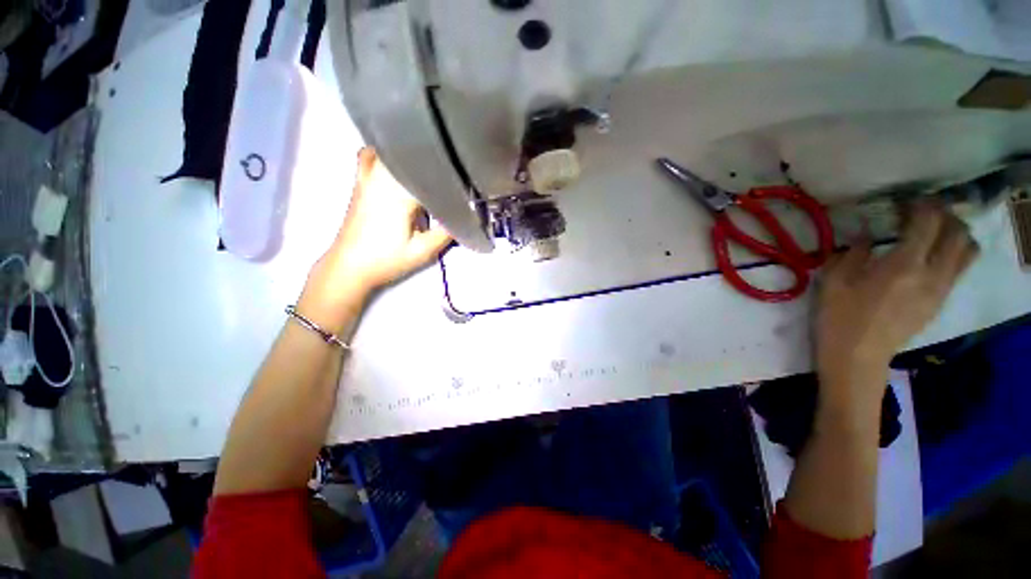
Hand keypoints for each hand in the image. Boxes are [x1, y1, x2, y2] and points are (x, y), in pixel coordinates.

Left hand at [299, 148, 451, 327]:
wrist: (348, 267)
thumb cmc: (386, 260)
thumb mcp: (422, 252)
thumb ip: (445, 233)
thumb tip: (465, 217)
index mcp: (399, 194)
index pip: (428, 173)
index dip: (447, 175)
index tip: (462, 181)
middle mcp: (382, 178)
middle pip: (410, 157)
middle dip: (431, 163)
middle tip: (448, 173)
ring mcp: (366, 177)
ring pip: (390, 152)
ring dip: (409, 156)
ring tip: (426, 165)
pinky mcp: (359, 182)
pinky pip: (368, 156)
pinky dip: (383, 154)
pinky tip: (395, 163)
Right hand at [816, 203, 978, 422]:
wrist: (858, 356)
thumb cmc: (839, 316)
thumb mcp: (834, 280)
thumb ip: (854, 252)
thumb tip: (867, 235)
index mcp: (904, 265)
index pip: (928, 223)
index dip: (921, 206)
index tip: (907, 201)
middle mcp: (932, 274)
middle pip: (959, 233)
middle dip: (946, 215)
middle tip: (924, 212)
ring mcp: (940, 290)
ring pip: (967, 251)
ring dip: (957, 234)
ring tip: (936, 231)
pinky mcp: (940, 302)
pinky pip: (959, 269)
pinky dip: (953, 253)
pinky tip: (932, 255)